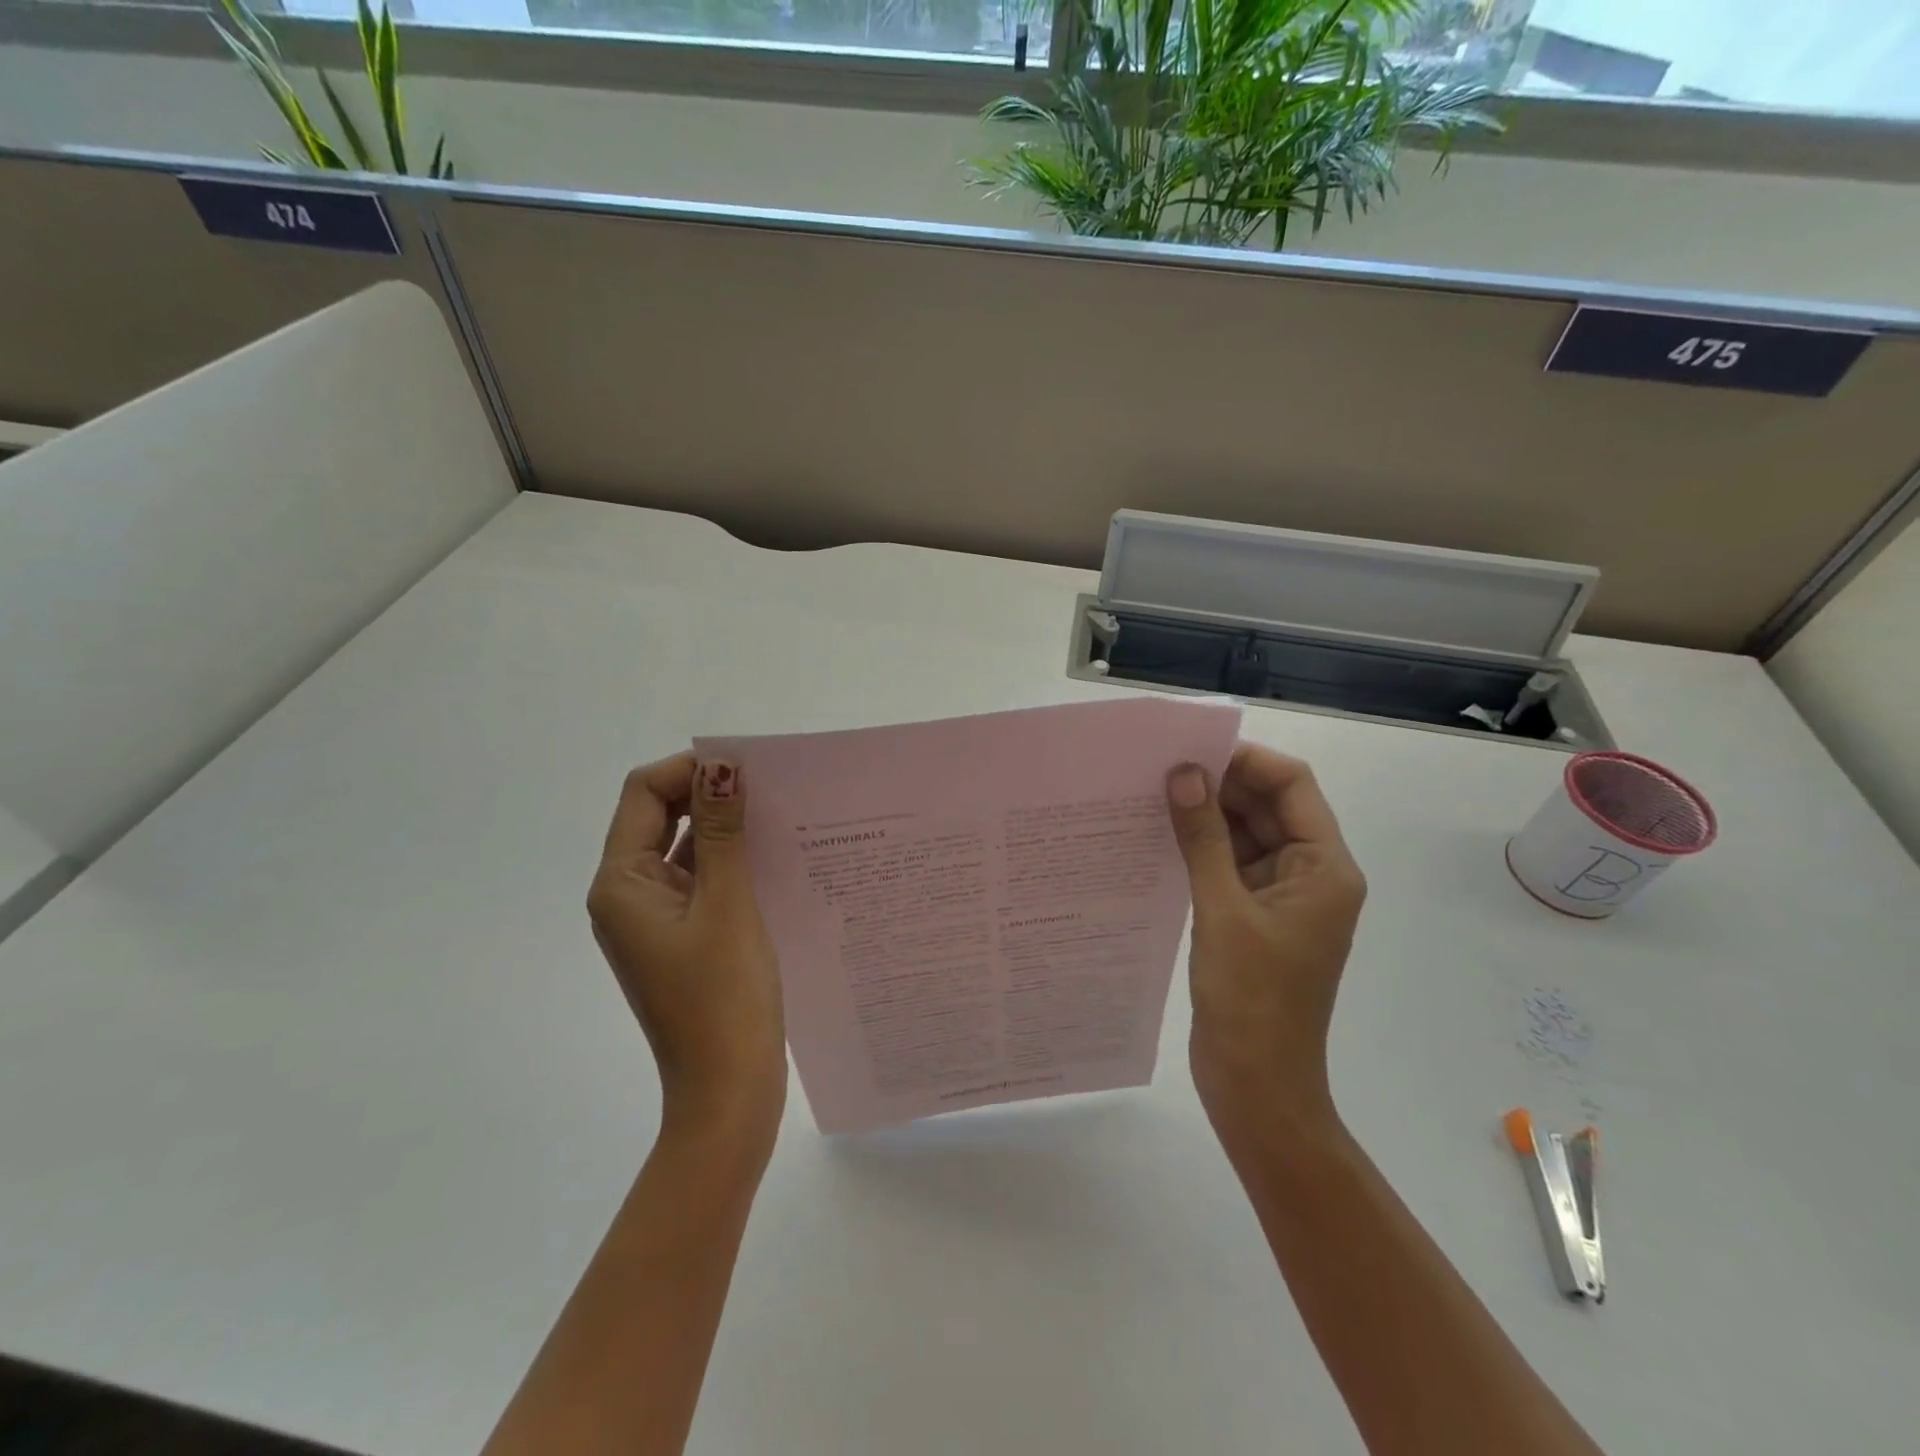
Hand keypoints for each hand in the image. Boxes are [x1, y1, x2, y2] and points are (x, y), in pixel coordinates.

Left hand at [587, 754, 785, 1144]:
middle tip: (771, 788)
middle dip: (708, 794)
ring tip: (781, 815)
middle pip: (660, 817)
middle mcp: (628, 895)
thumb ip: (720, 831)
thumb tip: (721, 765)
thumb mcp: (727, 904)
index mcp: (621, 884)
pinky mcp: (682, 936)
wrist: (727, 1092)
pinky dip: (731, 862)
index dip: (690, 769)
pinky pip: (701, 881)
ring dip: (724, 828)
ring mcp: (655, 918)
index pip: (644, 794)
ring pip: (684, 849)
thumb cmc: (724, 997)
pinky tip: (776, 857)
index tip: (748, 768)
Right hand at [1166, 744, 1366, 1138]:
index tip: (1191, 751)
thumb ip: (1203, 838)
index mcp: (1324, 868)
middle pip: (1268, 807)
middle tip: (1159, 769)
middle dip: (1220, 785)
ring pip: (1245, 835)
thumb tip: (1184, 773)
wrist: (1257, 1086)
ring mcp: (1280, 898)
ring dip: (1206, 817)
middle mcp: (1309, 874)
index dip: (1246, 761)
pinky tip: (1158, 838)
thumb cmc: (1252, 999)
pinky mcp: (1253, 918)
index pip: (1293, 786)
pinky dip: (1199, 849)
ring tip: (1151, 796)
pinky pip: (1229, 866)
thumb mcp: (1222, 910)